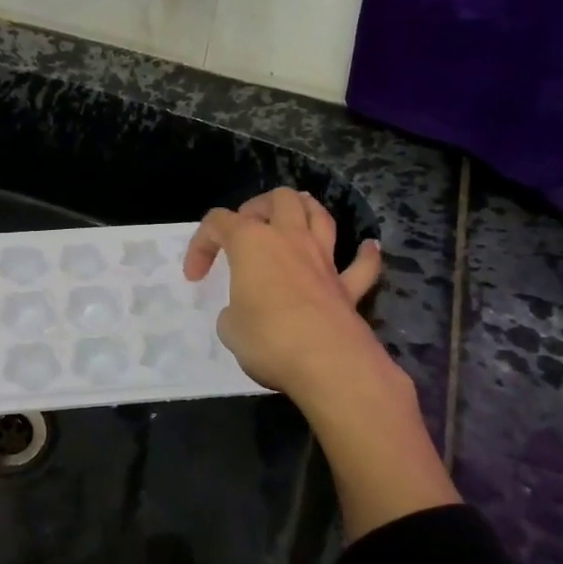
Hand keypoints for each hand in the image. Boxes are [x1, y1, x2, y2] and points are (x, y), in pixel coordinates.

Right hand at [183, 187, 383, 398]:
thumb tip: (246, 311)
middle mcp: (289, 239)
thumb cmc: (268, 339)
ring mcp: (324, 260)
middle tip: (246, 231)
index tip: (195, 276)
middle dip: (259, 207)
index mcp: (251, 243)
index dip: (201, 244)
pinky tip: (366, 248)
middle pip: (279, 199)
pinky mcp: (349, 288)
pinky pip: (361, 264)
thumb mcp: (229, 327)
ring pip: (319, 215)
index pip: (218, 222)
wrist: (328, 364)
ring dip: (305, 211)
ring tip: (293, 222)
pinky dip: (363, 255)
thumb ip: (235, 309)